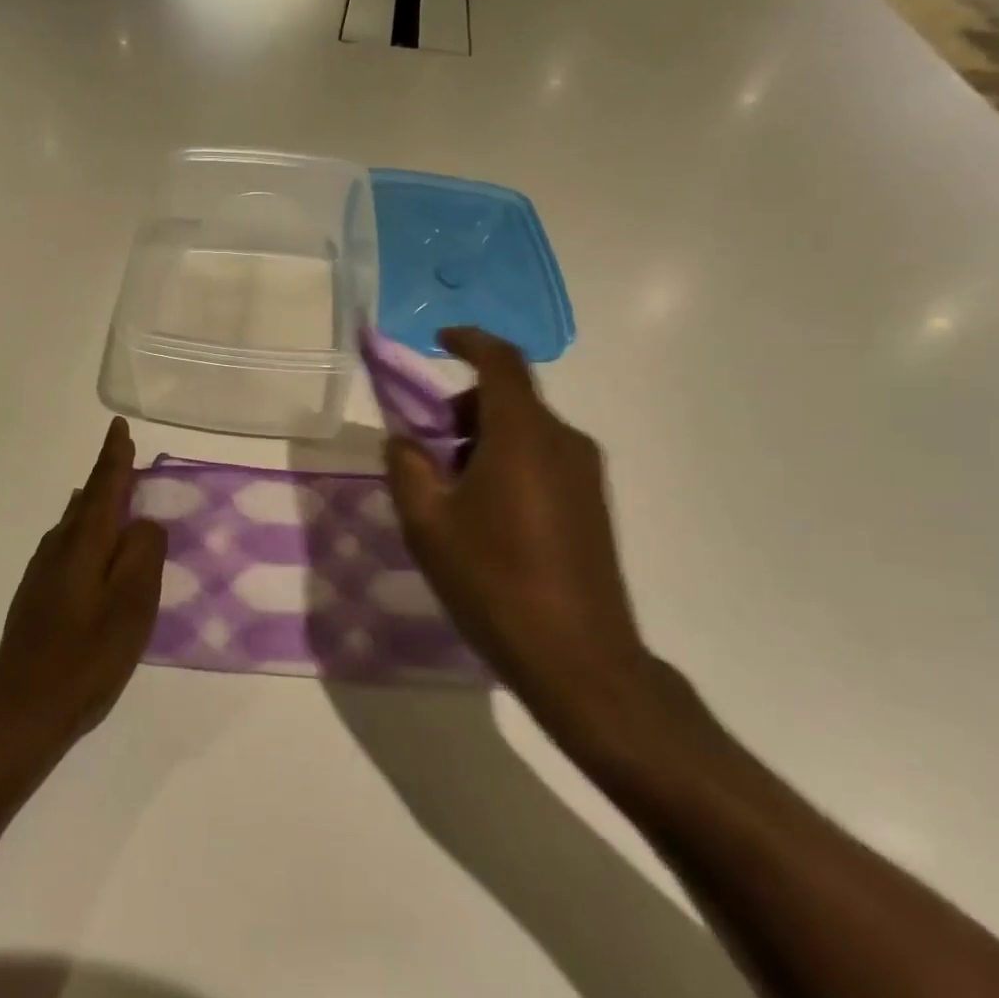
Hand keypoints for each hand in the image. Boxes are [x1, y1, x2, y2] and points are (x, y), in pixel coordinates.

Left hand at [0, 418, 167, 758]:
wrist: (21, 709)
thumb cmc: (85, 657)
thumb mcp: (131, 605)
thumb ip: (143, 554)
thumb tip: (144, 522)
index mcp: (84, 543)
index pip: (103, 487)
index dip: (114, 457)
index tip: (118, 426)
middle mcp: (58, 548)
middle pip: (87, 501)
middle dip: (107, 478)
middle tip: (126, 457)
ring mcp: (43, 572)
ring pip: (74, 524)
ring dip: (97, 506)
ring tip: (116, 497)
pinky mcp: (37, 596)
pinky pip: (67, 546)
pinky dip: (87, 534)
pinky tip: (91, 548)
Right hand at [384, 328, 653, 745]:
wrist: (578, 657)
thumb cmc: (493, 582)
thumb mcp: (428, 525)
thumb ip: (407, 469)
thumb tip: (404, 440)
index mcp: (522, 436)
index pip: (501, 362)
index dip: (469, 341)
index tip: (440, 340)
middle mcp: (563, 441)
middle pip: (510, 397)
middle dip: (463, 408)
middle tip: (428, 446)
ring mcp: (586, 473)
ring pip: (527, 430)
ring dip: (484, 439)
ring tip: (452, 490)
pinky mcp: (594, 502)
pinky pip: (544, 457)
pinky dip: (509, 461)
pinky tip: (487, 514)